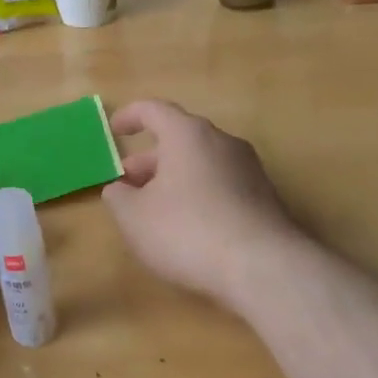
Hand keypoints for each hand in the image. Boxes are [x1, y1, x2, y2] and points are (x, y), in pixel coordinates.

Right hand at [102, 100, 300, 306]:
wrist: (264, 267)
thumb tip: (120, 188)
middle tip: (127, 183)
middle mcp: (222, 142)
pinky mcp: (264, 197)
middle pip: (179, 138)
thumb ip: (118, 197)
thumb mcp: (135, 217)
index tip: (113, 131)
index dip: (129, 116)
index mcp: (188, 134)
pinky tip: (188, 227)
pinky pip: (221, 184)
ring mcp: (248, 169)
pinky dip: (198, 194)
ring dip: (173, 178)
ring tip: (154, 209)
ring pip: (201, 162)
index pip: (154, 110)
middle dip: (149, 159)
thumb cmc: (188, 231)